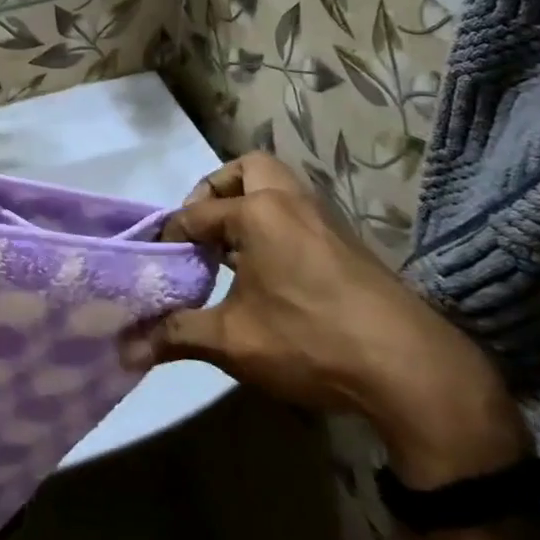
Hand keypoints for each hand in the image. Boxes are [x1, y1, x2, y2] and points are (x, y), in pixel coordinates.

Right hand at [123, 153, 529, 486]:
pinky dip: (275, 225)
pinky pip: (299, 214)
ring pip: (281, 188)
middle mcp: (291, 201)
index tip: (157, 262)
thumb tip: (126, 347)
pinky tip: (267, 271)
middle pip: (249, 169)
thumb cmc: (310, 340)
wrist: (413, 370)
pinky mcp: (348, 244)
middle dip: (218, 191)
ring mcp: (326, 220)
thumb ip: (176, 334)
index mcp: (258, 212)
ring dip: (251, 206)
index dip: (170, 235)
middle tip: (203, 230)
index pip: (197, 212)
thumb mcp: (232, 341)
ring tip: (231, 248)